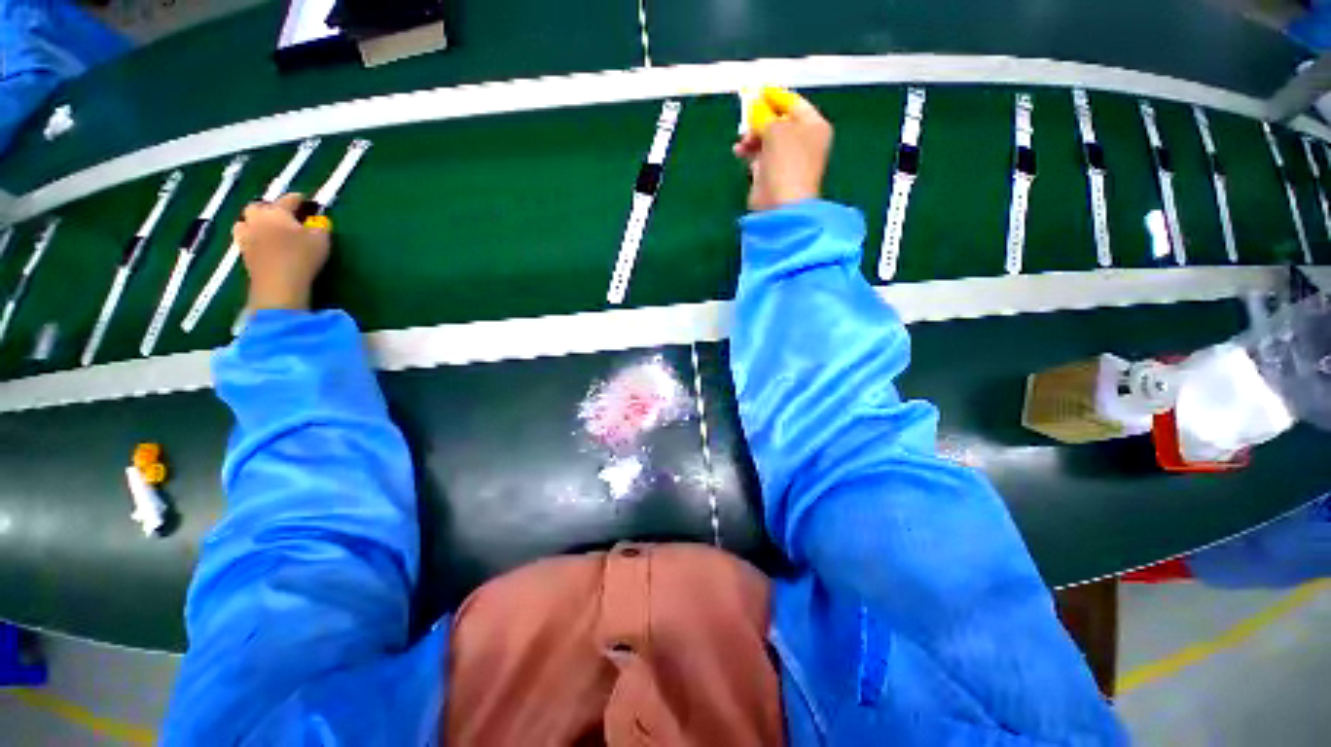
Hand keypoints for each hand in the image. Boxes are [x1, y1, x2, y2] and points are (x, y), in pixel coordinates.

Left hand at [233, 193, 330, 311]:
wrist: (278, 283)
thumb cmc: (302, 256)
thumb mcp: (321, 240)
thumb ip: (320, 227)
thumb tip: (318, 222)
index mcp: (277, 211)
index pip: (288, 199)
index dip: (299, 199)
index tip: (306, 201)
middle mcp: (257, 218)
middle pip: (259, 206)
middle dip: (269, 207)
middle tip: (283, 215)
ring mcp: (246, 235)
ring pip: (246, 220)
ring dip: (255, 221)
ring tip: (267, 228)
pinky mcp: (243, 252)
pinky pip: (244, 237)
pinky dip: (252, 236)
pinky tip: (261, 242)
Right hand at [734, 89, 832, 211]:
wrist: (782, 205)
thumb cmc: (786, 162)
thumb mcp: (776, 129)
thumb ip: (764, 115)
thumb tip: (755, 107)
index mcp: (814, 126)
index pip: (793, 103)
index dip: (774, 96)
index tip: (757, 90)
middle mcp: (803, 141)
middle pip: (779, 121)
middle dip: (760, 118)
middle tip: (745, 117)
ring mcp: (787, 160)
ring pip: (767, 139)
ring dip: (752, 136)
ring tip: (742, 140)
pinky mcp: (772, 175)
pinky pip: (759, 156)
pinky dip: (749, 152)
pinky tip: (739, 151)